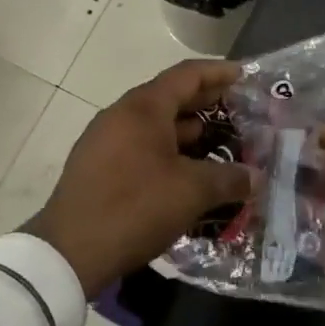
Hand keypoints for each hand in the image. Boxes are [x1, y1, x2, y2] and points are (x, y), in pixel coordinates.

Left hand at [26, 60, 251, 295]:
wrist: (68, 252)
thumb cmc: (135, 207)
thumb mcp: (191, 192)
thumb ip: (228, 178)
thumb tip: (255, 177)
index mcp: (143, 108)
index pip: (187, 75)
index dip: (218, 72)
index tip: (244, 75)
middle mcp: (121, 115)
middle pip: (170, 97)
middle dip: (205, 103)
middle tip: (238, 110)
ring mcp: (104, 140)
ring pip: (154, 125)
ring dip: (186, 131)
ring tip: (218, 144)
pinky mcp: (96, 167)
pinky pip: (140, 146)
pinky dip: (167, 151)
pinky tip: (185, 173)